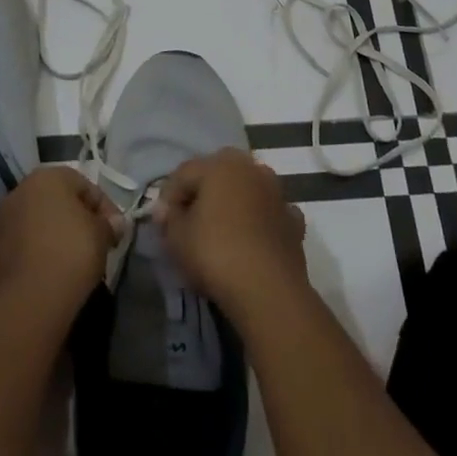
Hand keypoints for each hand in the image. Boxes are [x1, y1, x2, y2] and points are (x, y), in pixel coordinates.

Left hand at [0, 167, 123, 326]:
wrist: (28, 300)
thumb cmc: (71, 253)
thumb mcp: (101, 235)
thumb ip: (109, 224)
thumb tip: (115, 223)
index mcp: (48, 176)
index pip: (85, 185)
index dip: (105, 208)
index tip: (116, 232)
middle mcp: (21, 190)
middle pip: (58, 201)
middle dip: (78, 219)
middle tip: (96, 243)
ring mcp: (3, 219)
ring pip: (39, 222)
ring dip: (56, 234)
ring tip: (74, 260)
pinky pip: (24, 243)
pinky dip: (39, 251)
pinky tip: (52, 271)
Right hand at [153, 148, 308, 324]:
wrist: (269, 291)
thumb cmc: (216, 254)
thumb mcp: (177, 238)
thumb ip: (168, 218)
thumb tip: (166, 210)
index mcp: (220, 164)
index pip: (184, 173)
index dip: (169, 197)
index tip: (163, 224)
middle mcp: (252, 168)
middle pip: (217, 176)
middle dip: (202, 195)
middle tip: (189, 223)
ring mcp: (277, 193)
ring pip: (246, 191)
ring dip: (233, 205)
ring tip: (220, 233)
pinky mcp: (293, 220)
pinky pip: (269, 214)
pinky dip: (259, 222)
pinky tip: (251, 242)